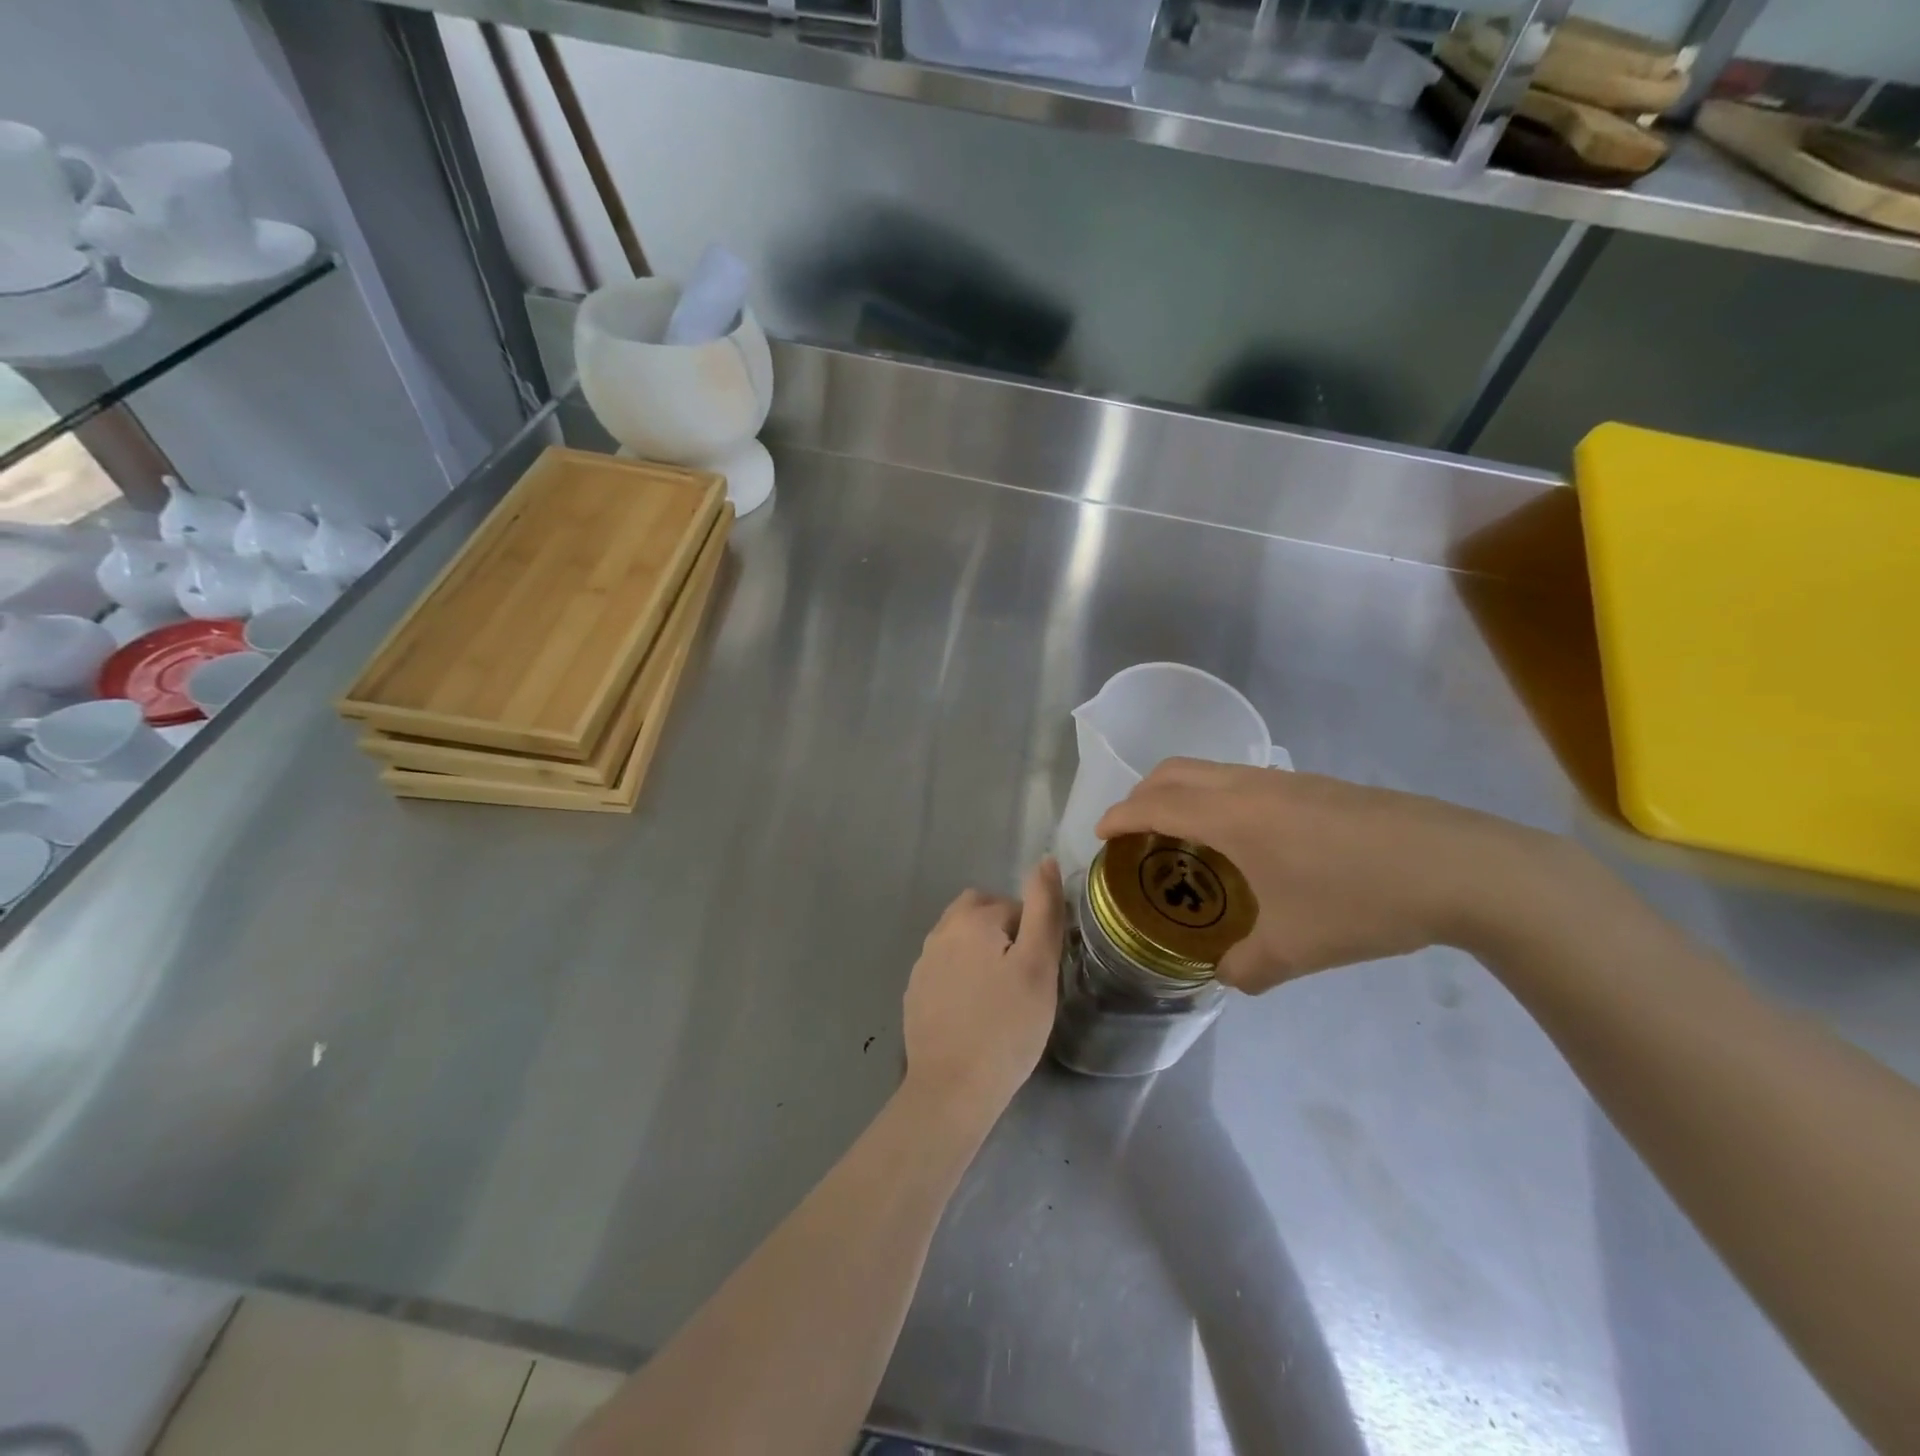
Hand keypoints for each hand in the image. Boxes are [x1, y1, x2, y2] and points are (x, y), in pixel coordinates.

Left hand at [903, 859, 1064, 1126]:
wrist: (952, 1089)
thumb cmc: (1006, 1027)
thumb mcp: (1038, 966)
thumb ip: (1044, 909)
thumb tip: (1045, 861)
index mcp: (970, 919)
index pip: (1014, 907)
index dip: (1033, 936)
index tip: (1039, 973)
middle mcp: (940, 932)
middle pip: (980, 914)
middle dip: (1003, 934)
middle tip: (1022, 978)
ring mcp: (922, 963)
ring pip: (961, 941)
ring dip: (981, 954)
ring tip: (1001, 997)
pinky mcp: (914, 993)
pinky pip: (945, 969)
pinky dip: (962, 979)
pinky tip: (975, 1013)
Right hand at [1095, 761, 1561, 992]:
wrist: (1458, 866)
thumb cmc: (1361, 901)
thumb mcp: (1296, 949)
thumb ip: (1247, 967)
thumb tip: (1225, 974)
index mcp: (1232, 818)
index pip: (1156, 805)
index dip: (1120, 816)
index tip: (1100, 834)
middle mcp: (1250, 787)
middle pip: (1176, 771)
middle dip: (1142, 794)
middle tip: (1133, 830)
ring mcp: (1287, 780)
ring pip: (1212, 771)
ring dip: (1183, 793)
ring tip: (1184, 837)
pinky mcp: (1318, 786)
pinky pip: (1245, 781)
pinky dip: (1218, 798)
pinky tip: (1246, 841)